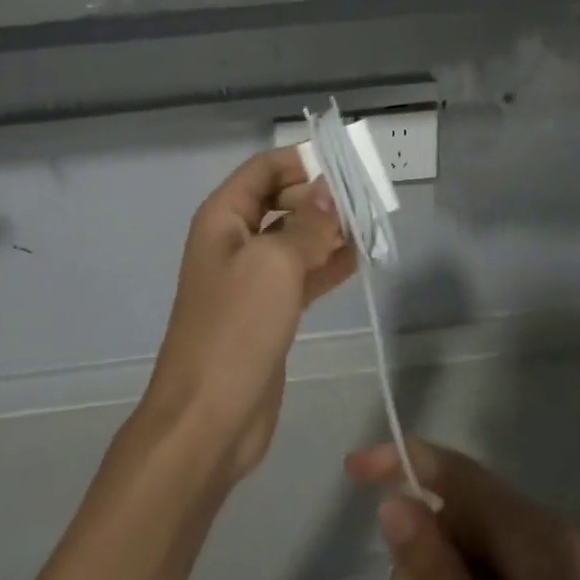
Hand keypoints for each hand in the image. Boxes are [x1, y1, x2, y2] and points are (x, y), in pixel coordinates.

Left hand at [143, 148, 355, 480]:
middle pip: (282, 200)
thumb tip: (330, 189)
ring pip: (296, 237)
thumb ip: (307, 223)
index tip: (346, 164)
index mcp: (224, 217)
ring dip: (330, 230)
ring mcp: (252, 277)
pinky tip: (359, 259)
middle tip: (366, 201)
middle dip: (321, 196)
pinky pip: (302, 273)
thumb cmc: (236, 328)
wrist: (208, 419)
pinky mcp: (269, 310)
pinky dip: (328, 264)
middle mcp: (235, 239)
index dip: (302, 160)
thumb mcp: (275, 263)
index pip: (265, 168)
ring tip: (371, 225)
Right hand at [348, 440, 579, 579]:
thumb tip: (395, 502)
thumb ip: (435, 574)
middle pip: (471, 521)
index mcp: (541, 537)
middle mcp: (563, 537)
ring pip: (490, 554)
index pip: (458, 474)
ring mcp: (579, 573)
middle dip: (427, 566)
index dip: (402, 462)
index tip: (352, 471)